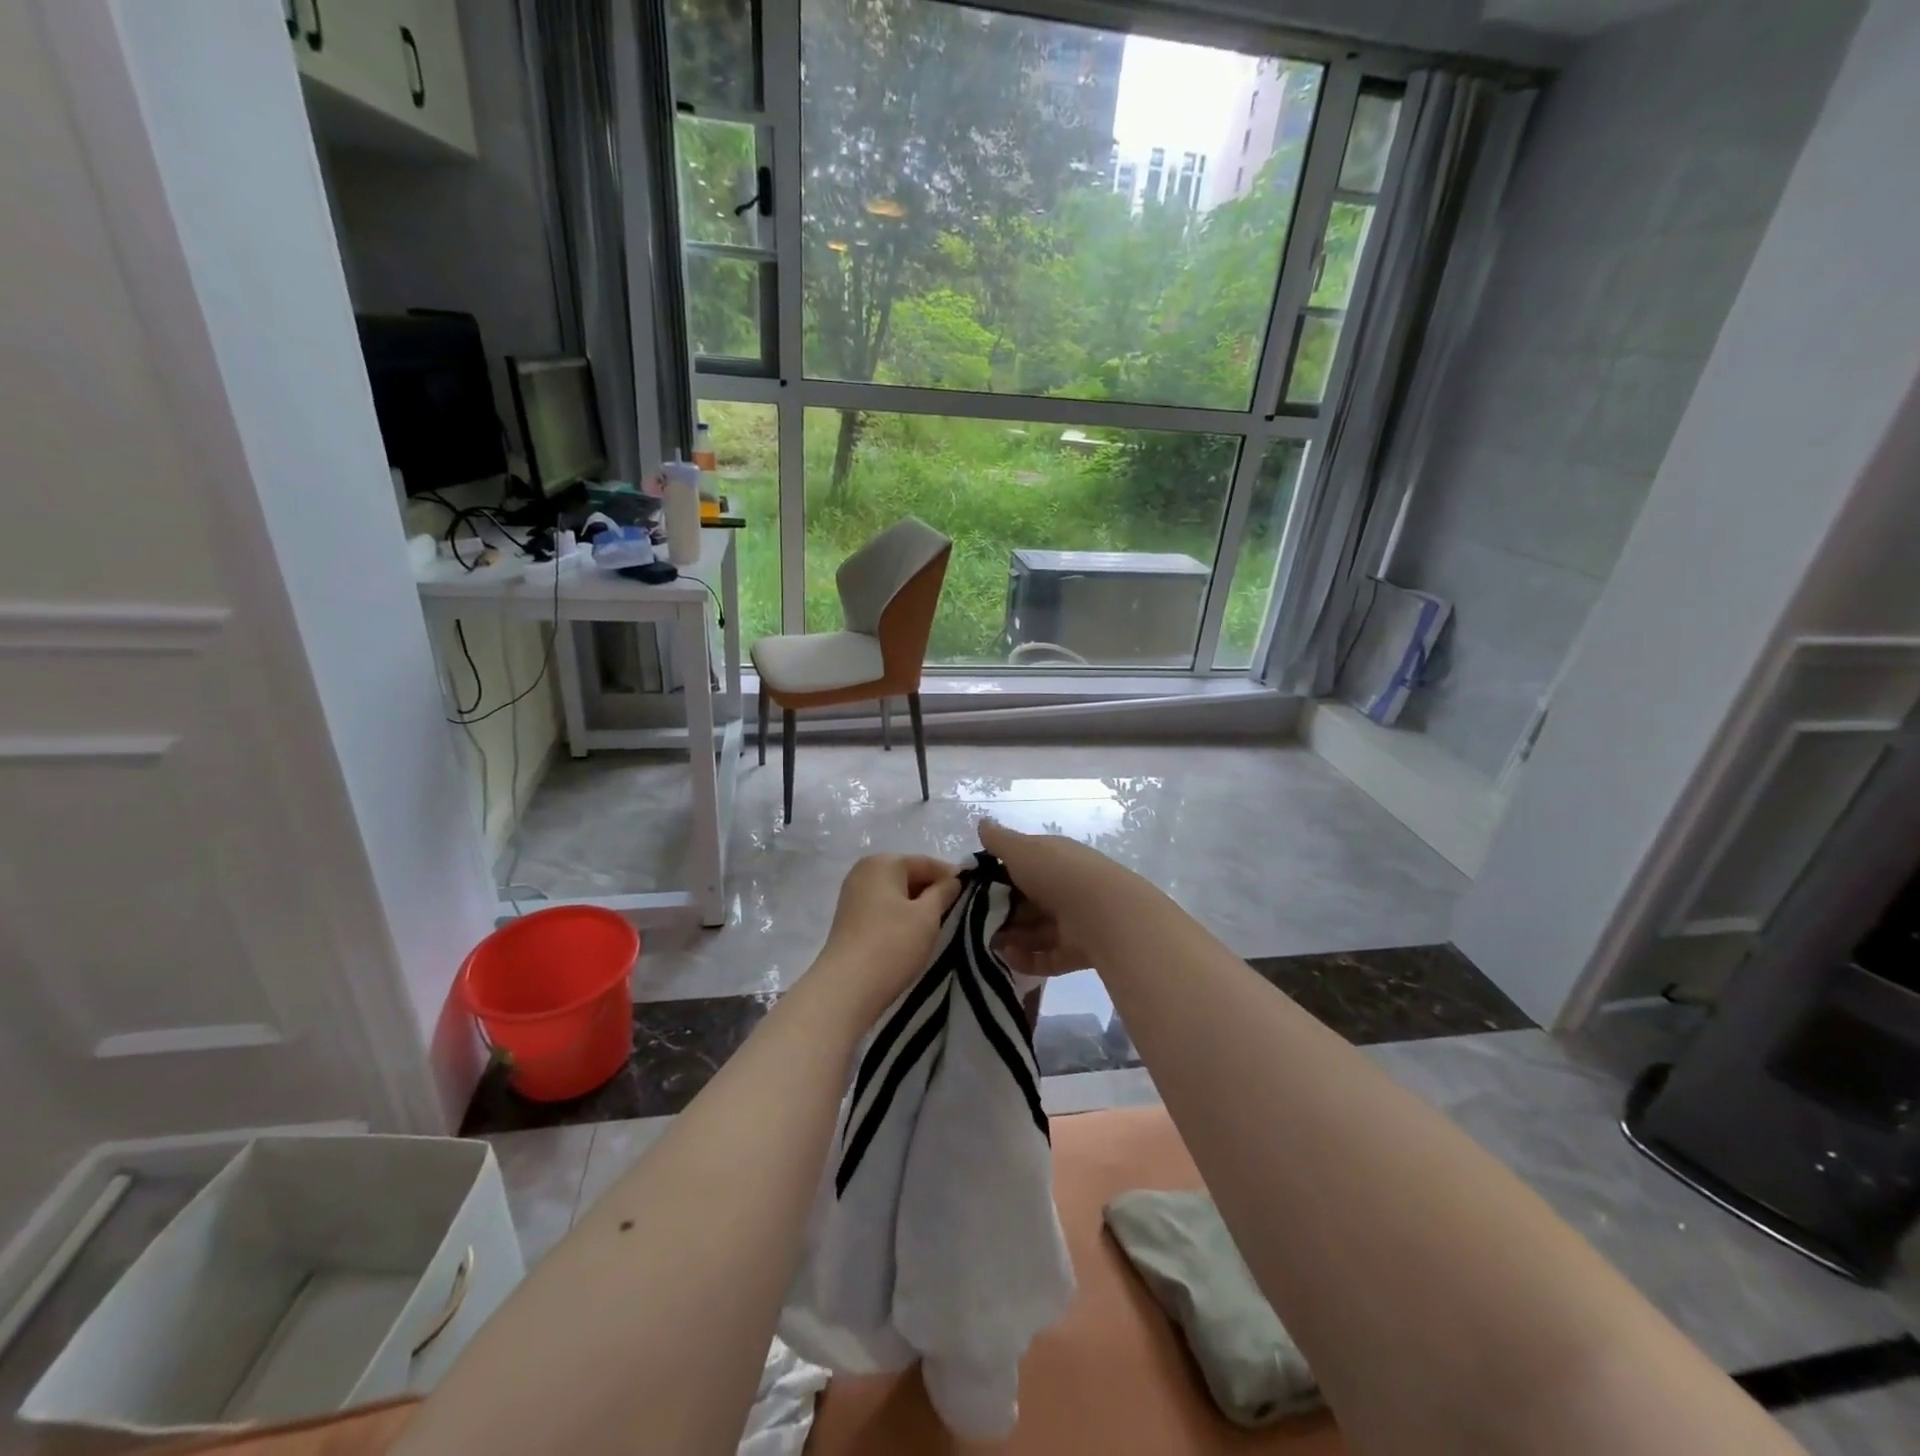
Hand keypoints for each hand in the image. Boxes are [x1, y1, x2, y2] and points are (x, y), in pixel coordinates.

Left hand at [816, 854, 963, 1015]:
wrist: (847, 988)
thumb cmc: (892, 944)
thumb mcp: (927, 916)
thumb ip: (944, 892)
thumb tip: (953, 880)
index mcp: (883, 862)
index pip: (926, 862)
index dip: (951, 876)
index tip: (972, 893)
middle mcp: (864, 871)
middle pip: (909, 874)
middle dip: (933, 891)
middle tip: (957, 911)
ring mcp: (853, 895)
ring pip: (896, 893)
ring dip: (917, 906)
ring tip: (939, 925)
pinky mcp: (850, 918)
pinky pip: (883, 908)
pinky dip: (901, 916)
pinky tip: (913, 934)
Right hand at [980, 820, 1140, 977]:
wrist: (1104, 914)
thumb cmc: (1057, 874)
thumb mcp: (1023, 850)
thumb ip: (999, 840)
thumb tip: (982, 823)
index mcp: (1053, 859)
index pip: (1021, 866)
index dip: (996, 876)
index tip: (970, 888)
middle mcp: (1063, 888)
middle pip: (1025, 902)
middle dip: (1000, 912)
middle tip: (972, 921)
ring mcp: (1071, 921)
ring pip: (1033, 931)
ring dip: (1009, 937)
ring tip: (985, 943)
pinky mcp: (1075, 952)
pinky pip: (1045, 958)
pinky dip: (1026, 959)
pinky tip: (1007, 957)